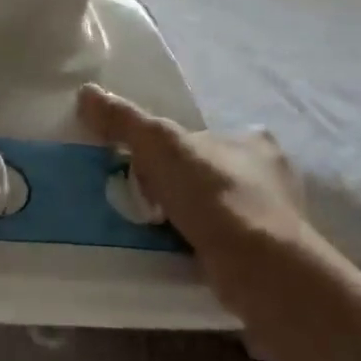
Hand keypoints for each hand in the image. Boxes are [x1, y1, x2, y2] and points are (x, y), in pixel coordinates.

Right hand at [78, 84, 336, 324]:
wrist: (259, 268)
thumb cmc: (215, 194)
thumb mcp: (159, 144)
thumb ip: (124, 119)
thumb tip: (86, 92)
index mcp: (254, 141)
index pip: (206, 136)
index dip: (174, 149)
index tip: (147, 166)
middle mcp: (272, 177)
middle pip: (209, 173)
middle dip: (180, 186)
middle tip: (145, 199)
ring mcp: (274, 220)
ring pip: (217, 211)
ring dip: (189, 219)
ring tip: (153, 230)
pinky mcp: (268, 258)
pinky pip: (223, 244)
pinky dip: (200, 247)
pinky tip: (177, 254)